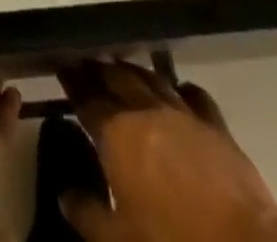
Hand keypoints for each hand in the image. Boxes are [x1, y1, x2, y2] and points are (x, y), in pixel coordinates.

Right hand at [56, 59, 276, 241]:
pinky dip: (179, 87)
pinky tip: (176, 87)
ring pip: (151, 78)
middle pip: (117, 78)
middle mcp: (146, 111)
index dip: (71, 81)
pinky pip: (194, 95)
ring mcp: (183, 114)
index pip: (86, 98)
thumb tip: (65, 194)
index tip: (60, 65)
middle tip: (85, 62)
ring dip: (133, 70)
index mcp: (117, 134)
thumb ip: (88, 215)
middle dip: (98, 69)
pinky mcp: (216, 126)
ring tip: (120, 65)